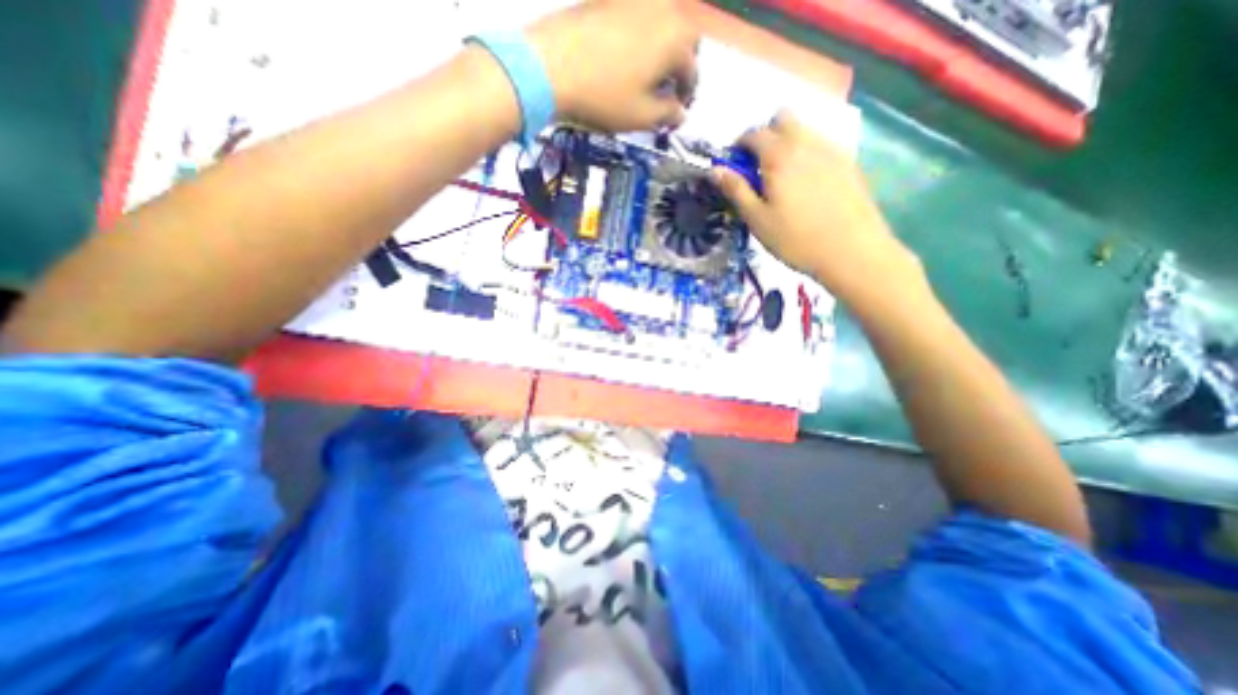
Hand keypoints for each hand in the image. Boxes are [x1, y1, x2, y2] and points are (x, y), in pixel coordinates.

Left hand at [530, 1, 694, 130]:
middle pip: (681, 39)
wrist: (549, 66)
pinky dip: (641, 38)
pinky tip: (627, 57)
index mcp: (674, 39)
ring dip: (662, 49)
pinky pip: (637, 18)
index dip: (686, 94)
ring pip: (660, 25)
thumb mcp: (641, 116)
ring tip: (648, 74)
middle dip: (679, 65)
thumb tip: (680, 113)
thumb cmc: (603, 96)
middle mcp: (661, 9)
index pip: (691, 69)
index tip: (678, 110)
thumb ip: (667, 114)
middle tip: (667, 89)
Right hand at [717, 108, 918, 302]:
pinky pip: (822, 144)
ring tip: (782, 176)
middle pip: (782, 119)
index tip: (735, 165)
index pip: (754, 134)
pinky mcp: (848, 162)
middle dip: (765, 135)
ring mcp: (831, 150)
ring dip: (787, 141)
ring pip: (804, 128)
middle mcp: (806, 143)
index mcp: (779, 156)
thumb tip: (716, 169)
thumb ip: (736, 191)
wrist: (851, 251)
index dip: (739, 146)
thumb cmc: (795, 239)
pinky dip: (807, 152)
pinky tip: (806, 182)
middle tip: (758, 166)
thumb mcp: (757, 220)